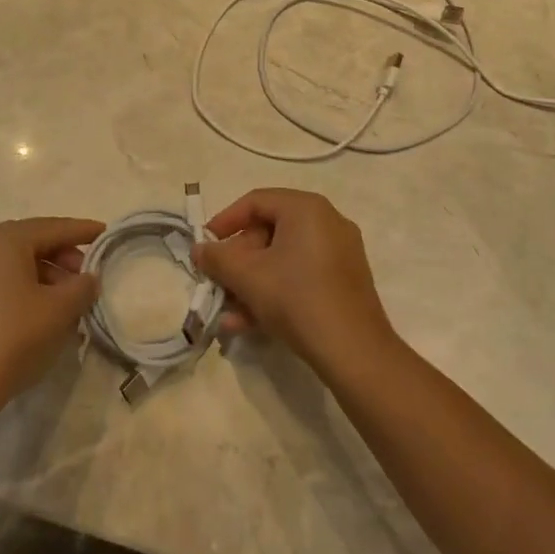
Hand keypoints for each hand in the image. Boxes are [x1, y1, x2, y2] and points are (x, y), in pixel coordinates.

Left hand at [0, 217, 103, 423]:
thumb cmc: (12, 337)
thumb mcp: (59, 310)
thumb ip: (82, 287)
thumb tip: (87, 278)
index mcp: (5, 240)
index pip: (53, 227)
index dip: (83, 231)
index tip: (106, 233)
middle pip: (32, 243)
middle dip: (63, 256)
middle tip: (87, 276)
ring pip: (15, 266)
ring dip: (45, 277)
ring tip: (68, 302)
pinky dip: (24, 291)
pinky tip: (41, 317)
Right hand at [194, 188, 394, 376]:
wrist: (354, 352)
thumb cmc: (297, 298)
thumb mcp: (248, 277)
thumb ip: (217, 258)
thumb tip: (199, 249)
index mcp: (306, 208)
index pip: (256, 201)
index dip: (224, 221)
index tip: (205, 246)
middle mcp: (327, 221)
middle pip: (269, 231)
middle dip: (237, 261)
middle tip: (217, 283)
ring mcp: (339, 253)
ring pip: (283, 259)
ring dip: (251, 282)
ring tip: (228, 313)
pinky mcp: (344, 281)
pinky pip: (301, 275)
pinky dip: (275, 291)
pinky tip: (250, 323)